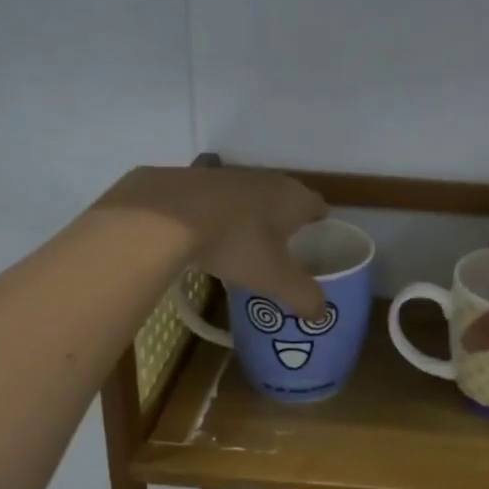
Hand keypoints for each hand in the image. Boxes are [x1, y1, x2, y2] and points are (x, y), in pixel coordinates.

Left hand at [98, 166, 329, 319]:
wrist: (166, 215)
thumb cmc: (235, 243)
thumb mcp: (273, 278)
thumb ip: (302, 295)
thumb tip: (322, 313)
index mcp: (294, 198)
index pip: (319, 207)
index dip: (320, 226)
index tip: (316, 245)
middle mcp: (267, 179)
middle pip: (285, 200)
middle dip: (286, 223)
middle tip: (283, 252)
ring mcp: (230, 175)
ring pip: (252, 198)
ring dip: (252, 217)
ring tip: (245, 247)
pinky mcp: (197, 178)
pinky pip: (220, 200)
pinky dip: (220, 215)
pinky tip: (208, 236)